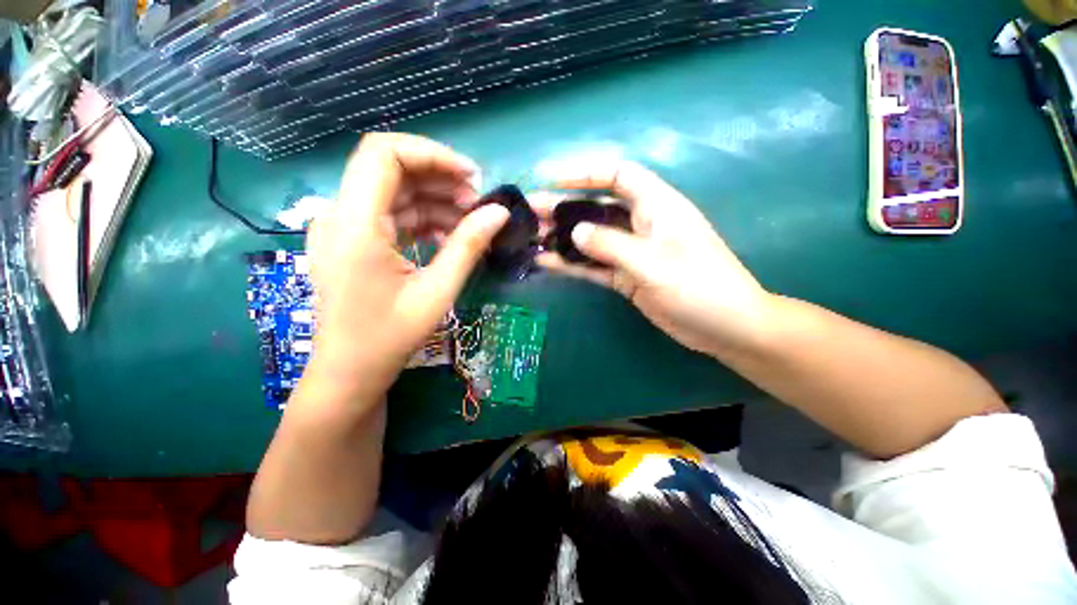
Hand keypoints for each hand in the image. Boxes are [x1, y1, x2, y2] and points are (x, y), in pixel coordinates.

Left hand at [305, 133, 508, 399]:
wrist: (349, 372)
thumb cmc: (390, 337)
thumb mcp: (437, 291)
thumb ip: (468, 246)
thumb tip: (500, 213)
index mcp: (355, 225)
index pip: (385, 153)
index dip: (432, 154)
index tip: (472, 176)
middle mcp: (341, 216)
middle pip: (392, 170)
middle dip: (440, 180)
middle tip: (479, 204)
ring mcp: (343, 227)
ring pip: (395, 193)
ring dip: (435, 201)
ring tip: (471, 222)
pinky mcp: (352, 240)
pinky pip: (391, 215)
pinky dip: (422, 219)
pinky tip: (448, 237)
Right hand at [535, 161, 773, 357]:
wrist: (724, 327)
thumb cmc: (699, 286)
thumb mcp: (653, 262)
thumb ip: (611, 245)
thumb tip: (575, 232)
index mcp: (656, 207)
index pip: (618, 176)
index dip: (585, 173)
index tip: (553, 180)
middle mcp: (641, 225)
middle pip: (596, 208)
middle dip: (563, 207)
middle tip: (530, 212)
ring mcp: (631, 253)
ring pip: (591, 239)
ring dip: (563, 237)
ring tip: (531, 237)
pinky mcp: (626, 276)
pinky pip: (594, 265)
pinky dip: (572, 263)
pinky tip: (547, 262)